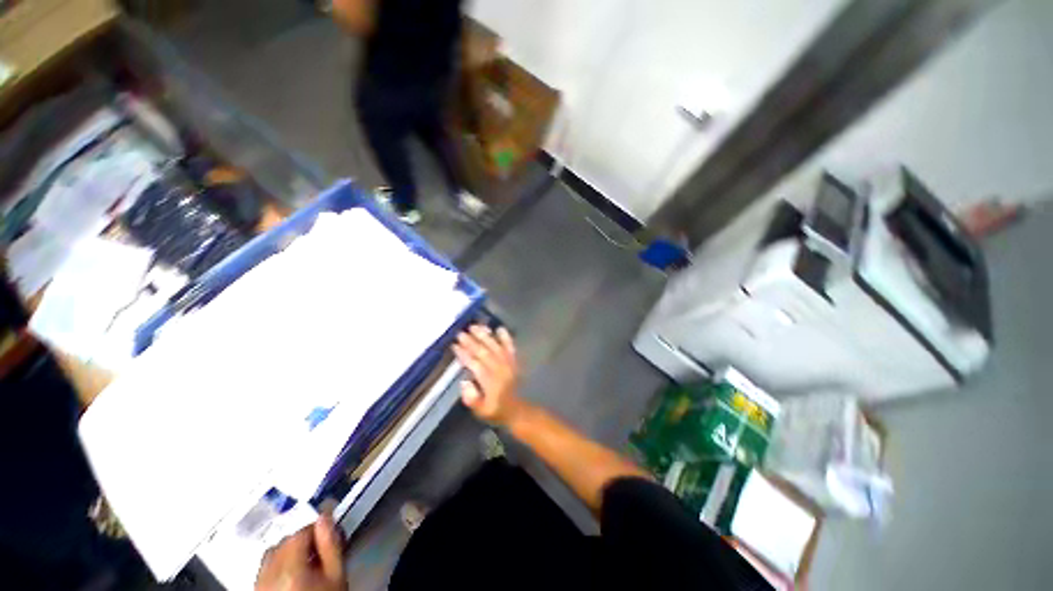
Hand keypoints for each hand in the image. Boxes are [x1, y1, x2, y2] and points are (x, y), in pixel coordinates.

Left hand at [256, 514, 345, 590]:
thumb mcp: (336, 574)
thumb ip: (331, 544)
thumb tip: (326, 516)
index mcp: (290, 568)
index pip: (300, 533)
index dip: (316, 529)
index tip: (329, 534)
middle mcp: (267, 575)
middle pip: (283, 543)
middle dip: (301, 542)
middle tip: (319, 550)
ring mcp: (258, 585)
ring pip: (271, 556)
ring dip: (288, 553)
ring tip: (306, 563)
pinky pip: (264, 570)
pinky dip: (277, 566)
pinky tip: (291, 576)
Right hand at [452, 325, 525, 425]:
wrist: (518, 411)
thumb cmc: (497, 411)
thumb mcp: (481, 412)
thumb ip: (472, 399)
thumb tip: (464, 382)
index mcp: (489, 381)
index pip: (474, 364)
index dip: (464, 354)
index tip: (455, 345)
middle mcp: (499, 369)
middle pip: (483, 352)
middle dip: (471, 341)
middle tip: (460, 332)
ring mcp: (508, 364)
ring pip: (495, 346)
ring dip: (485, 335)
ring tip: (475, 326)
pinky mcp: (515, 361)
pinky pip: (510, 347)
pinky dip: (506, 337)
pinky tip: (500, 328)